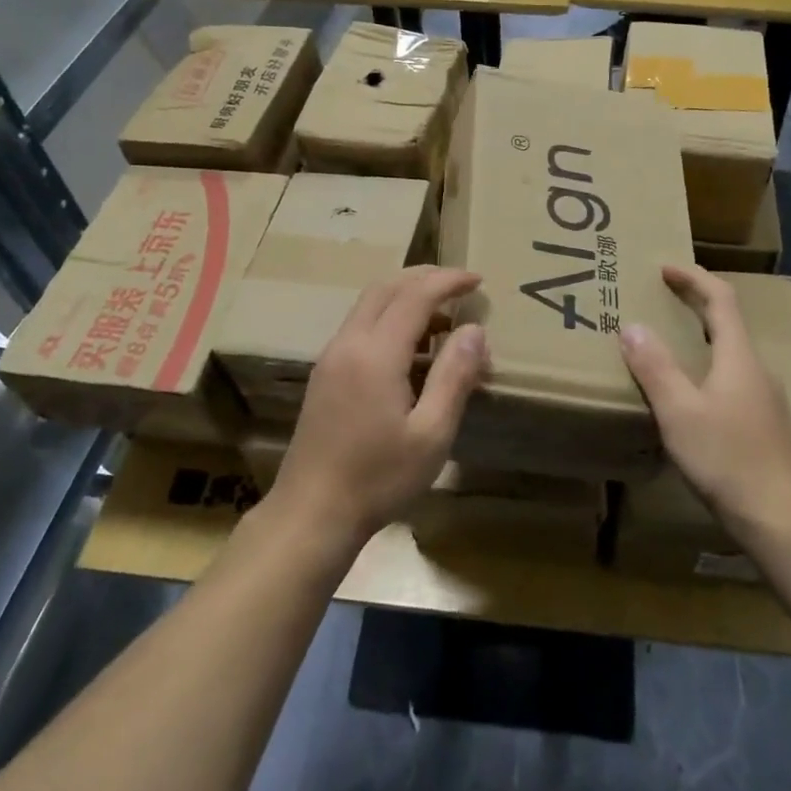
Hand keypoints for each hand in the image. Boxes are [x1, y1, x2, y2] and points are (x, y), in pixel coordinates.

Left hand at [271, 266, 488, 547]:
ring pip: (369, 304)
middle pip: (386, 287)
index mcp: (376, 353)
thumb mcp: (431, 434)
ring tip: (443, 318)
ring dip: (405, 296)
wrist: (311, 512)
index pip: (416, 295)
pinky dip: (389, 317)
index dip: (449, 281)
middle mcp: (349, 343)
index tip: (478, 280)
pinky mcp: (325, 373)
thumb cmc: (378, 478)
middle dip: (425, 278)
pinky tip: (411, 347)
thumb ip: (455, 376)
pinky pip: (360, 325)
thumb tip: (474, 331)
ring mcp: (331, 357)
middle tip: (460, 285)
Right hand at [620, 265, 790, 538]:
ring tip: (665, 343)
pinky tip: (687, 394)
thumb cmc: (727, 459)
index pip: (721, 299)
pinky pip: (731, 379)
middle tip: (659, 298)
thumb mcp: (679, 411)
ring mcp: (764, 399)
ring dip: (699, 337)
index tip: (664, 267)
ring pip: (729, 353)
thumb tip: (632, 327)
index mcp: (739, 356)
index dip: (693, 278)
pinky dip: (706, 367)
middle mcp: (756, 369)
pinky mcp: (764, 425)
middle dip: (694, 304)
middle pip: (727, 322)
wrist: (782, 521)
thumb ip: (655, 367)